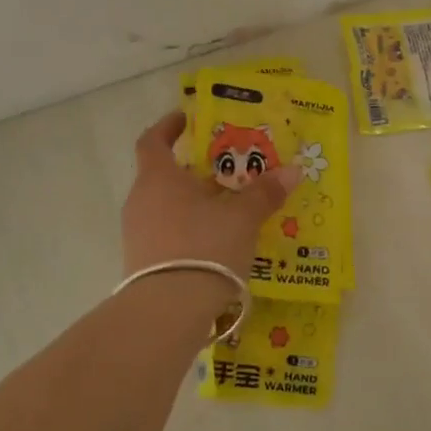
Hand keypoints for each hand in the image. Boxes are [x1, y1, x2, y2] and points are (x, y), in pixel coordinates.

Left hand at [122, 111, 299, 280]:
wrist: (168, 310)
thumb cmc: (204, 246)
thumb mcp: (242, 218)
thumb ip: (265, 193)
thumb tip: (292, 171)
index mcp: (158, 178)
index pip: (152, 141)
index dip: (168, 127)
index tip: (185, 119)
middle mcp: (141, 200)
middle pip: (164, 176)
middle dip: (195, 172)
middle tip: (226, 172)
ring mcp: (137, 233)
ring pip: (166, 206)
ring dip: (193, 204)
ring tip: (227, 210)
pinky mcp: (141, 262)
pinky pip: (166, 233)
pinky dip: (188, 230)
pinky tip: (215, 243)